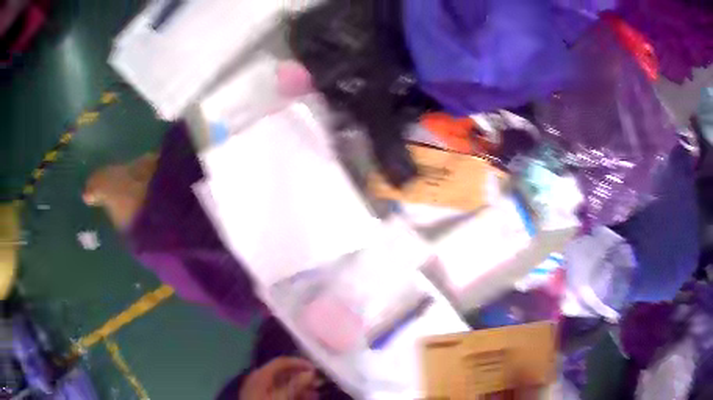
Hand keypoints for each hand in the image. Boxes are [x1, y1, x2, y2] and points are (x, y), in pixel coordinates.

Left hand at [239, 357, 321, 399]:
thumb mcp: (282, 398)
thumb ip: (296, 385)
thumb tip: (311, 373)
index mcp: (260, 376)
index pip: (281, 362)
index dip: (299, 363)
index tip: (317, 369)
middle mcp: (258, 380)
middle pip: (282, 373)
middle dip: (301, 377)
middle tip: (318, 382)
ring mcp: (259, 391)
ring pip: (283, 384)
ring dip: (300, 387)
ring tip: (316, 393)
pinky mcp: (262, 399)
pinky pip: (280, 393)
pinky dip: (294, 395)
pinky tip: (307, 399)